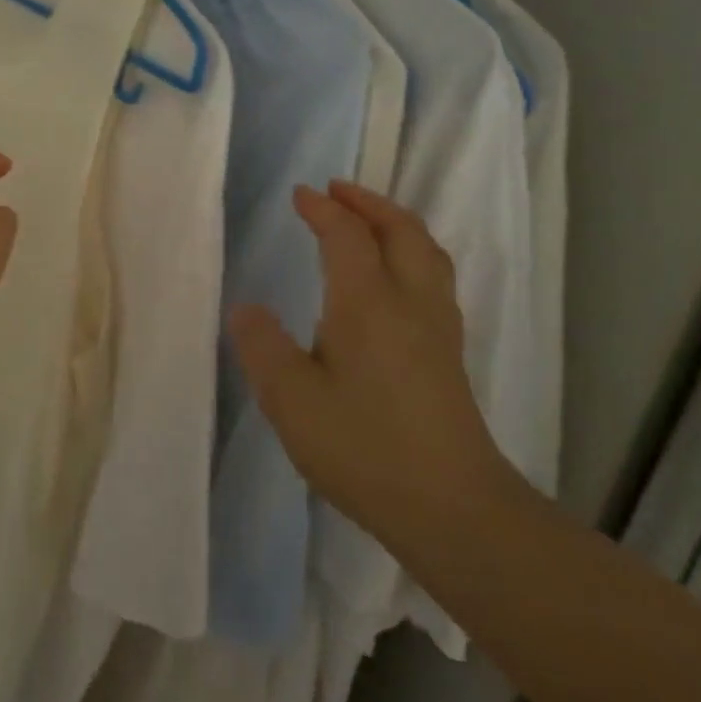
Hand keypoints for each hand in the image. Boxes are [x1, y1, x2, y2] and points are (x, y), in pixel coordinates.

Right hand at [230, 180, 511, 542]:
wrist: (454, 509)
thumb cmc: (364, 448)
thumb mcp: (291, 400)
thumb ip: (263, 347)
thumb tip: (246, 308)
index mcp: (368, 304)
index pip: (347, 237)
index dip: (323, 210)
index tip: (299, 195)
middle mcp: (410, 303)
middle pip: (402, 232)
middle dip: (369, 203)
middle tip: (337, 191)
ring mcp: (438, 330)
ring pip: (427, 254)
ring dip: (396, 225)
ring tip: (368, 222)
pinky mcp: (449, 356)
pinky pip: (434, 280)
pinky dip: (412, 255)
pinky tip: (394, 281)